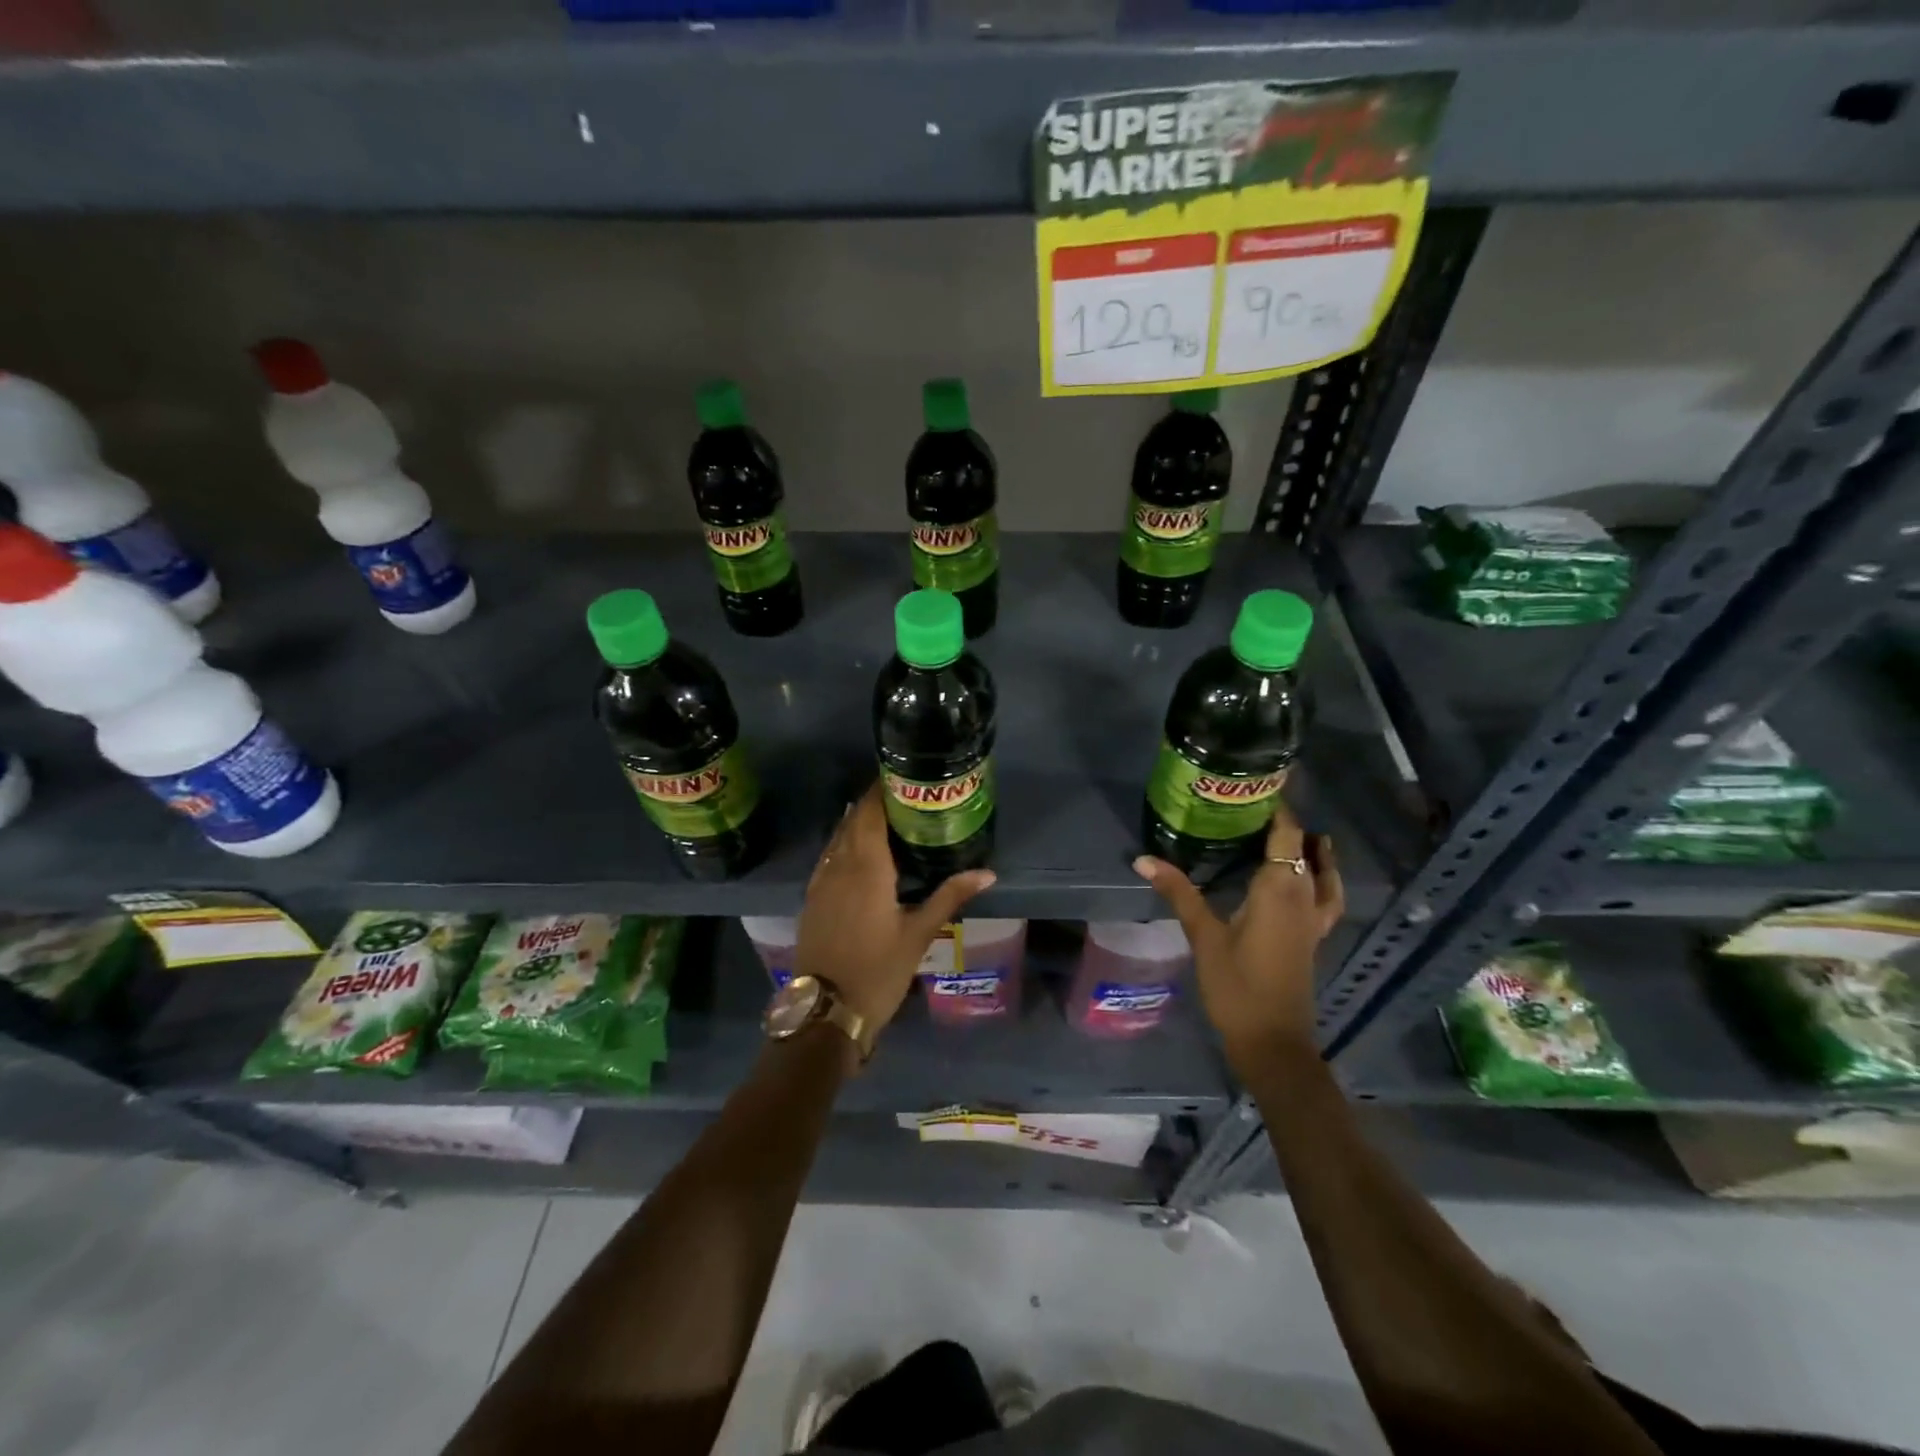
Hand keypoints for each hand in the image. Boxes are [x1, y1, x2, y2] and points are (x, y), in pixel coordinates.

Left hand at [794, 781, 995, 1037]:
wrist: (827, 1010)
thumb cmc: (878, 970)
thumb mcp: (919, 933)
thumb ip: (950, 896)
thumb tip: (988, 872)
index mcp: (866, 867)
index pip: (870, 813)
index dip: (881, 790)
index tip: (902, 777)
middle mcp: (839, 865)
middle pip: (853, 820)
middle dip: (873, 803)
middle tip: (903, 795)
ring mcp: (821, 881)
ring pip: (838, 837)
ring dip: (857, 821)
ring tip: (886, 816)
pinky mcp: (812, 897)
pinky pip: (828, 856)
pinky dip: (844, 843)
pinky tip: (859, 851)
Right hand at [1133, 797, 1342, 1067]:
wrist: (1272, 1042)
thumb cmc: (1237, 986)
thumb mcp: (1203, 936)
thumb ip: (1178, 892)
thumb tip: (1143, 858)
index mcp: (1279, 891)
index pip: (1287, 835)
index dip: (1279, 807)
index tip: (1258, 784)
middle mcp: (1303, 898)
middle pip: (1305, 849)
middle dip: (1287, 823)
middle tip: (1255, 804)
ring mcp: (1314, 920)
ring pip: (1323, 873)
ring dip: (1312, 850)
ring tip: (1296, 833)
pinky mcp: (1313, 937)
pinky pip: (1326, 896)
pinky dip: (1322, 878)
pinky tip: (1306, 879)